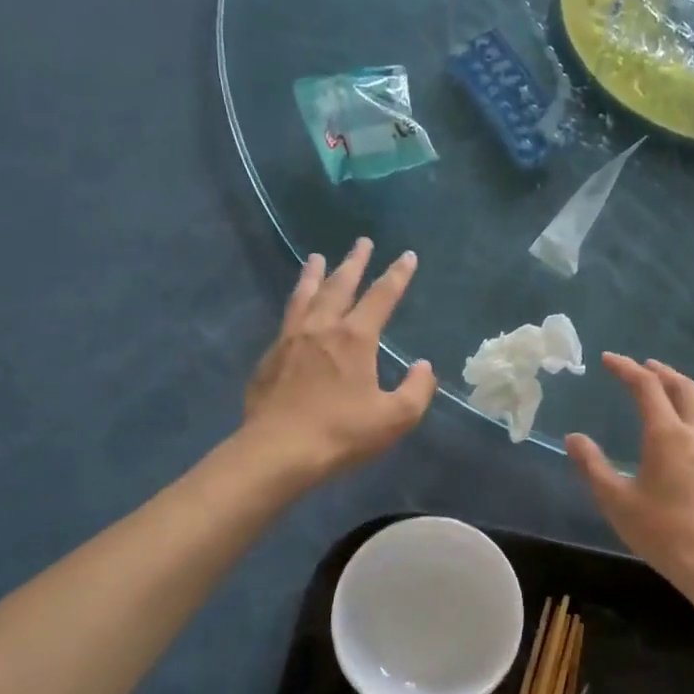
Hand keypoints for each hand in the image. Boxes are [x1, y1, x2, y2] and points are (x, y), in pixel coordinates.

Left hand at [242, 238, 437, 483]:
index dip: (397, 275)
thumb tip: (423, 366)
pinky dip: (295, 303)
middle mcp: (322, 328)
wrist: (278, 451)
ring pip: (305, 296)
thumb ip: (416, 389)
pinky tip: (295, 309)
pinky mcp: (270, 358)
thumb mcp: (394, 418)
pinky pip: (286, 318)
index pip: (381, 297)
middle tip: (362, 242)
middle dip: (354, 263)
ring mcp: (291, 340)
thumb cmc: (341, 433)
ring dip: (315, 274)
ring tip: (317, 257)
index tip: (407, 256)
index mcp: (355, 338)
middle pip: (340, 286)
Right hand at [567, 354, 693, 590]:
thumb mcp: (617, 502)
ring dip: (681, 389)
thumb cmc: (663, 533)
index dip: (626, 368)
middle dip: (660, 371)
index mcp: (667, 434)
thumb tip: (574, 438)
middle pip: (683, 386)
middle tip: (642, 366)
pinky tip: (687, 431)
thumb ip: (593, 466)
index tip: (608, 359)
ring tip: (666, 392)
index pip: (646, 386)